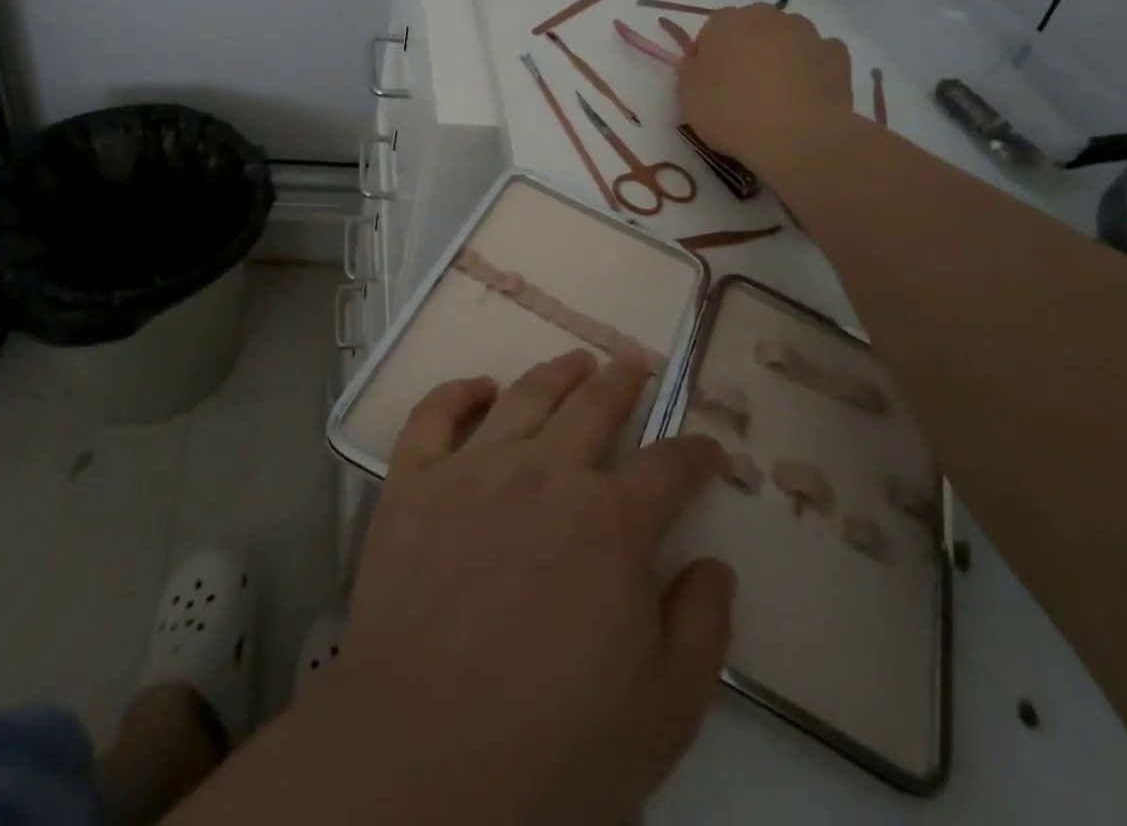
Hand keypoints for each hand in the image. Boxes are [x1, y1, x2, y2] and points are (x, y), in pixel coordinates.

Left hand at [331, 350, 733, 825]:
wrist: (419, 765)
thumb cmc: (553, 748)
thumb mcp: (664, 713)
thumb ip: (702, 629)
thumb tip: (714, 565)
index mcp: (611, 522)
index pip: (670, 467)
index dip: (696, 454)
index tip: (708, 449)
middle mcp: (545, 474)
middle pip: (594, 405)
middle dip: (622, 380)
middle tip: (633, 361)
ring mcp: (473, 471)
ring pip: (525, 395)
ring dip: (556, 372)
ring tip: (576, 361)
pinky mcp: (412, 485)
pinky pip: (433, 417)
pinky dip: (457, 392)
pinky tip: (477, 386)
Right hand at [678, 3, 855, 178]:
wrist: (797, 137)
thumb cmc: (732, 114)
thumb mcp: (688, 97)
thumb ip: (690, 69)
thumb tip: (699, 59)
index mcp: (727, 22)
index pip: (711, 30)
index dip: (708, 56)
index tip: (708, 83)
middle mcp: (768, 17)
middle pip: (751, 27)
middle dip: (746, 49)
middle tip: (741, 87)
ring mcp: (806, 33)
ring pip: (786, 37)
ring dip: (779, 54)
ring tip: (776, 93)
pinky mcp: (836, 54)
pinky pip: (817, 54)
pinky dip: (811, 67)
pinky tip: (805, 93)